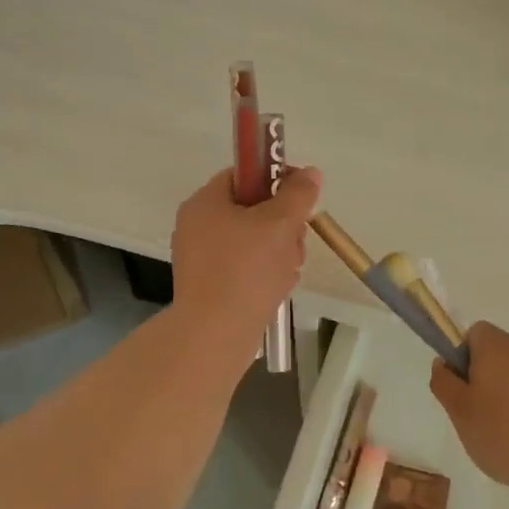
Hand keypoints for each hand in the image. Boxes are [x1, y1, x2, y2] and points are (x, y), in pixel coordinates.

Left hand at [170, 166, 322, 337]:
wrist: (214, 334)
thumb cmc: (246, 270)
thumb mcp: (280, 223)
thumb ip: (298, 194)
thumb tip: (310, 173)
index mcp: (206, 202)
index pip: (244, 174)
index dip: (276, 178)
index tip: (301, 196)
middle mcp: (197, 225)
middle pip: (252, 209)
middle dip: (283, 223)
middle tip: (297, 239)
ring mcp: (201, 257)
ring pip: (253, 240)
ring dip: (280, 250)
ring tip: (289, 269)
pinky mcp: (209, 285)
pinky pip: (245, 267)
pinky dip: (266, 272)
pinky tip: (279, 286)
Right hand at [429, 322, 508, 508]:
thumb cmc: (506, 435)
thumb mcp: (461, 414)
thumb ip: (445, 384)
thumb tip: (443, 363)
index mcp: (497, 345)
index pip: (474, 332)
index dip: (463, 356)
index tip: (463, 388)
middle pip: (499, 351)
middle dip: (487, 375)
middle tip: (480, 414)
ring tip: (508, 432)